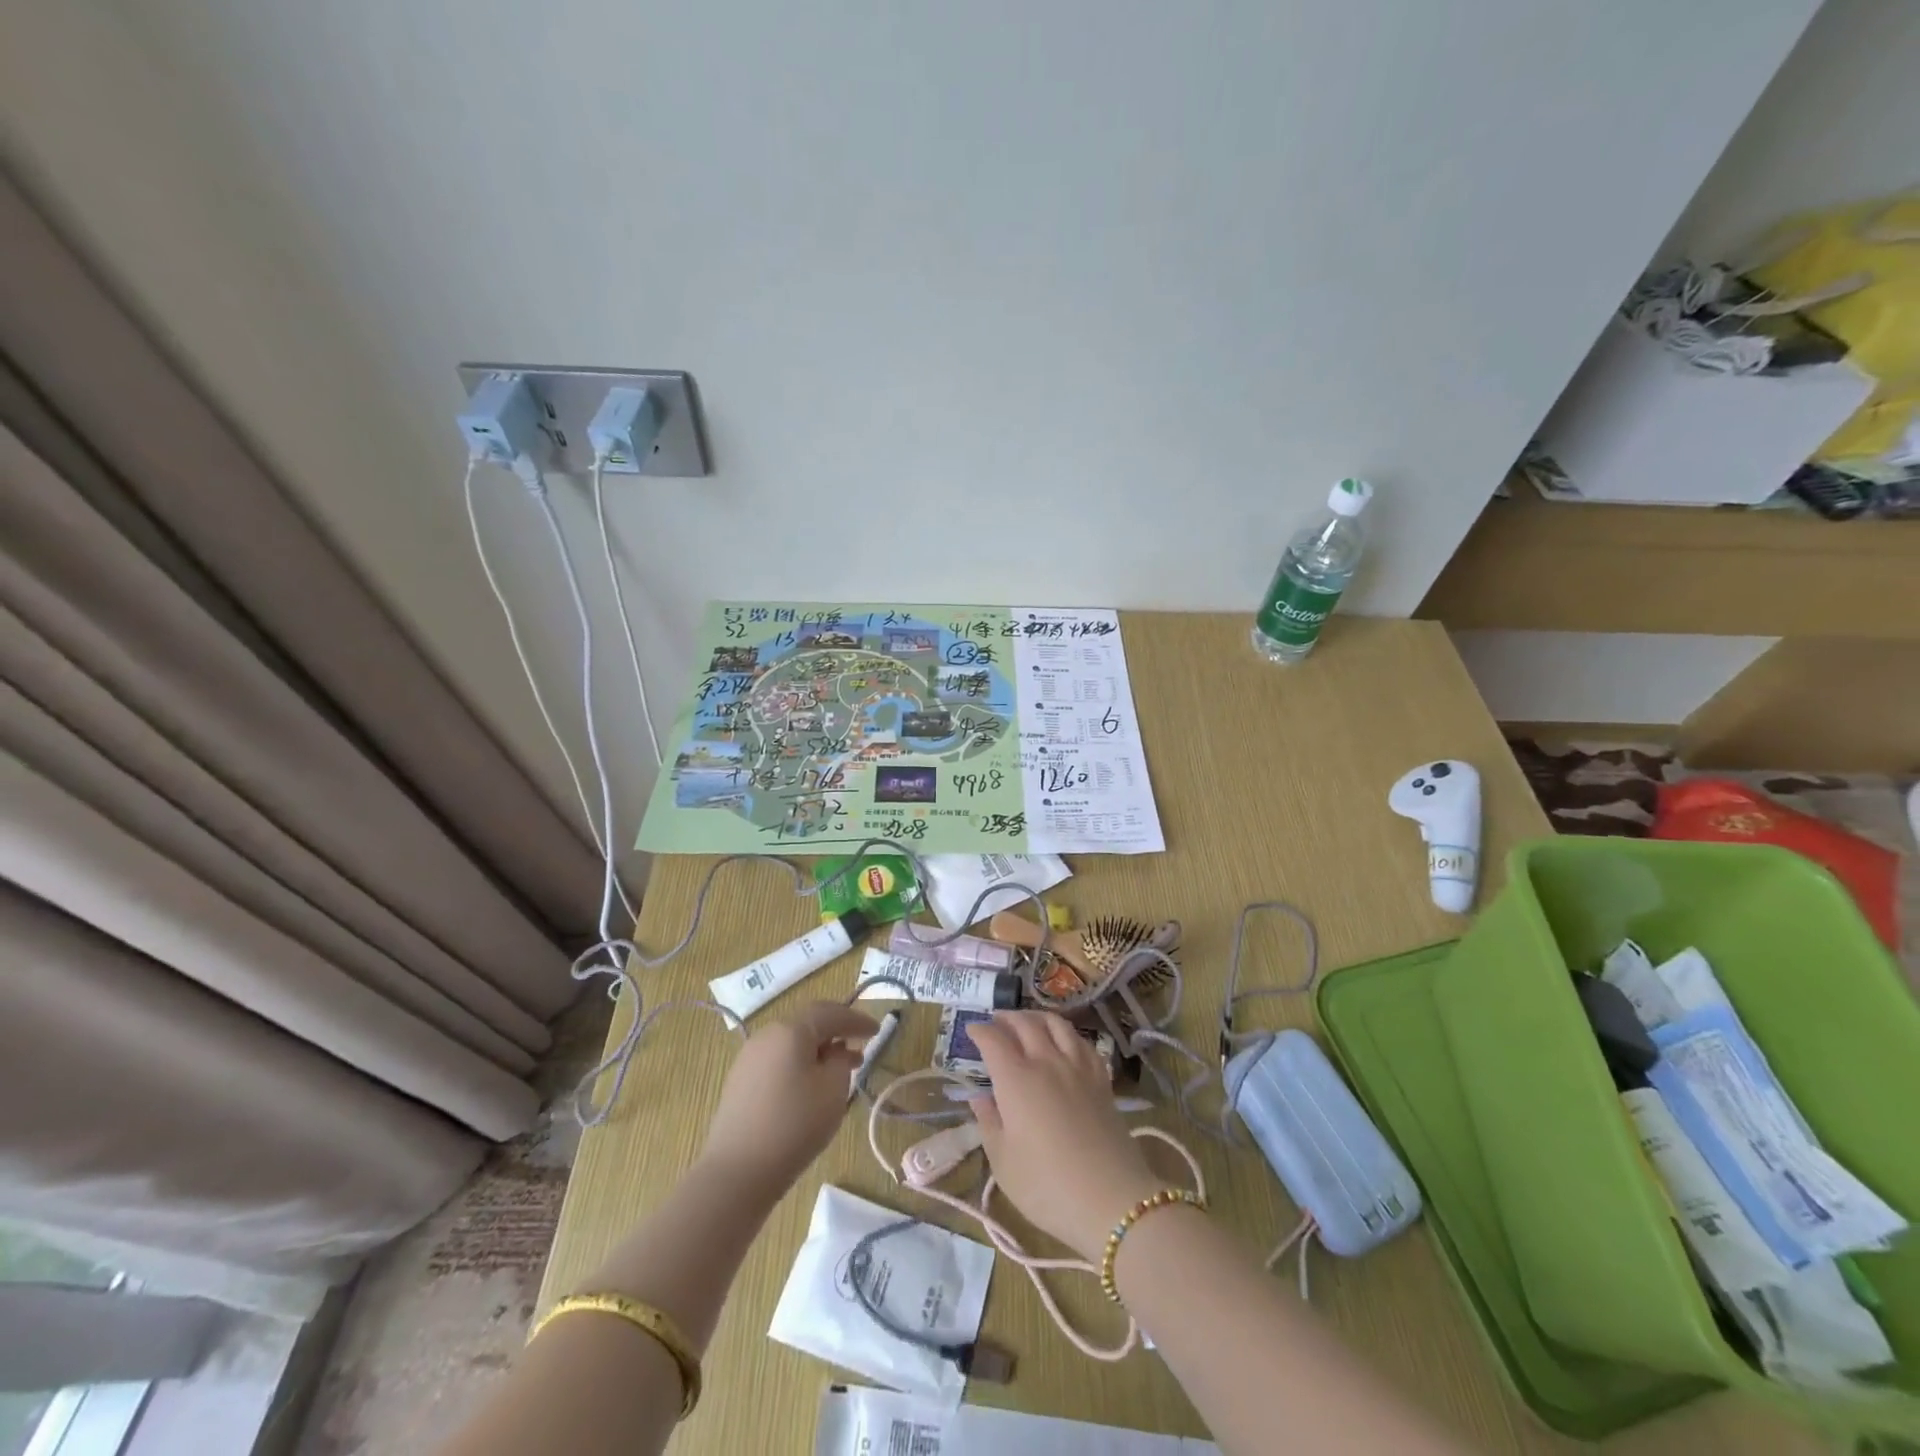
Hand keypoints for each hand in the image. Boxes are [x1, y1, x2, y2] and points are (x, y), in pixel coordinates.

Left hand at [700, 1002, 877, 1198]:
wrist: (737, 1172)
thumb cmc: (794, 1126)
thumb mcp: (833, 1090)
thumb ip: (841, 1061)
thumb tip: (835, 1051)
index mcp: (791, 1030)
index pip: (831, 1013)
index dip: (857, 1020)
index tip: (877, 1030)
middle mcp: (767, 1034)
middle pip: (808, 1023)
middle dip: (836, 1032)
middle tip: (860, 1046)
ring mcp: (749, 1057)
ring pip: (792, 1042)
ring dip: (817, 1050)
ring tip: (838, 1069)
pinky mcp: (739, 1080)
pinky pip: (777, 1060)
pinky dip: (798, 1063)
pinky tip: (808, 1085)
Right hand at [967, 1011, 1162, 1261]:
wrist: (1111, 1200)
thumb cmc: (1047, 1186)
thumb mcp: (1003, 1163)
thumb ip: (989, 1124)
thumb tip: (980, 1098)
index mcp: (1016, 1079)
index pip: (993, 1040)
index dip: (980, 1031)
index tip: (971, 1029)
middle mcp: (1046, 1062)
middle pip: (1025, 1024)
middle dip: (1006, 1018)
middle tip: (996, 1021)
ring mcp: (1077, 1067)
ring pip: (1056, 1024)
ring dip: (1037, 1017)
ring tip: (1028, 1022)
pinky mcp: (1101, 1080)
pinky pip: (1082, 1042)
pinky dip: (1067, 1033)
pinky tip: (1065, 1042)